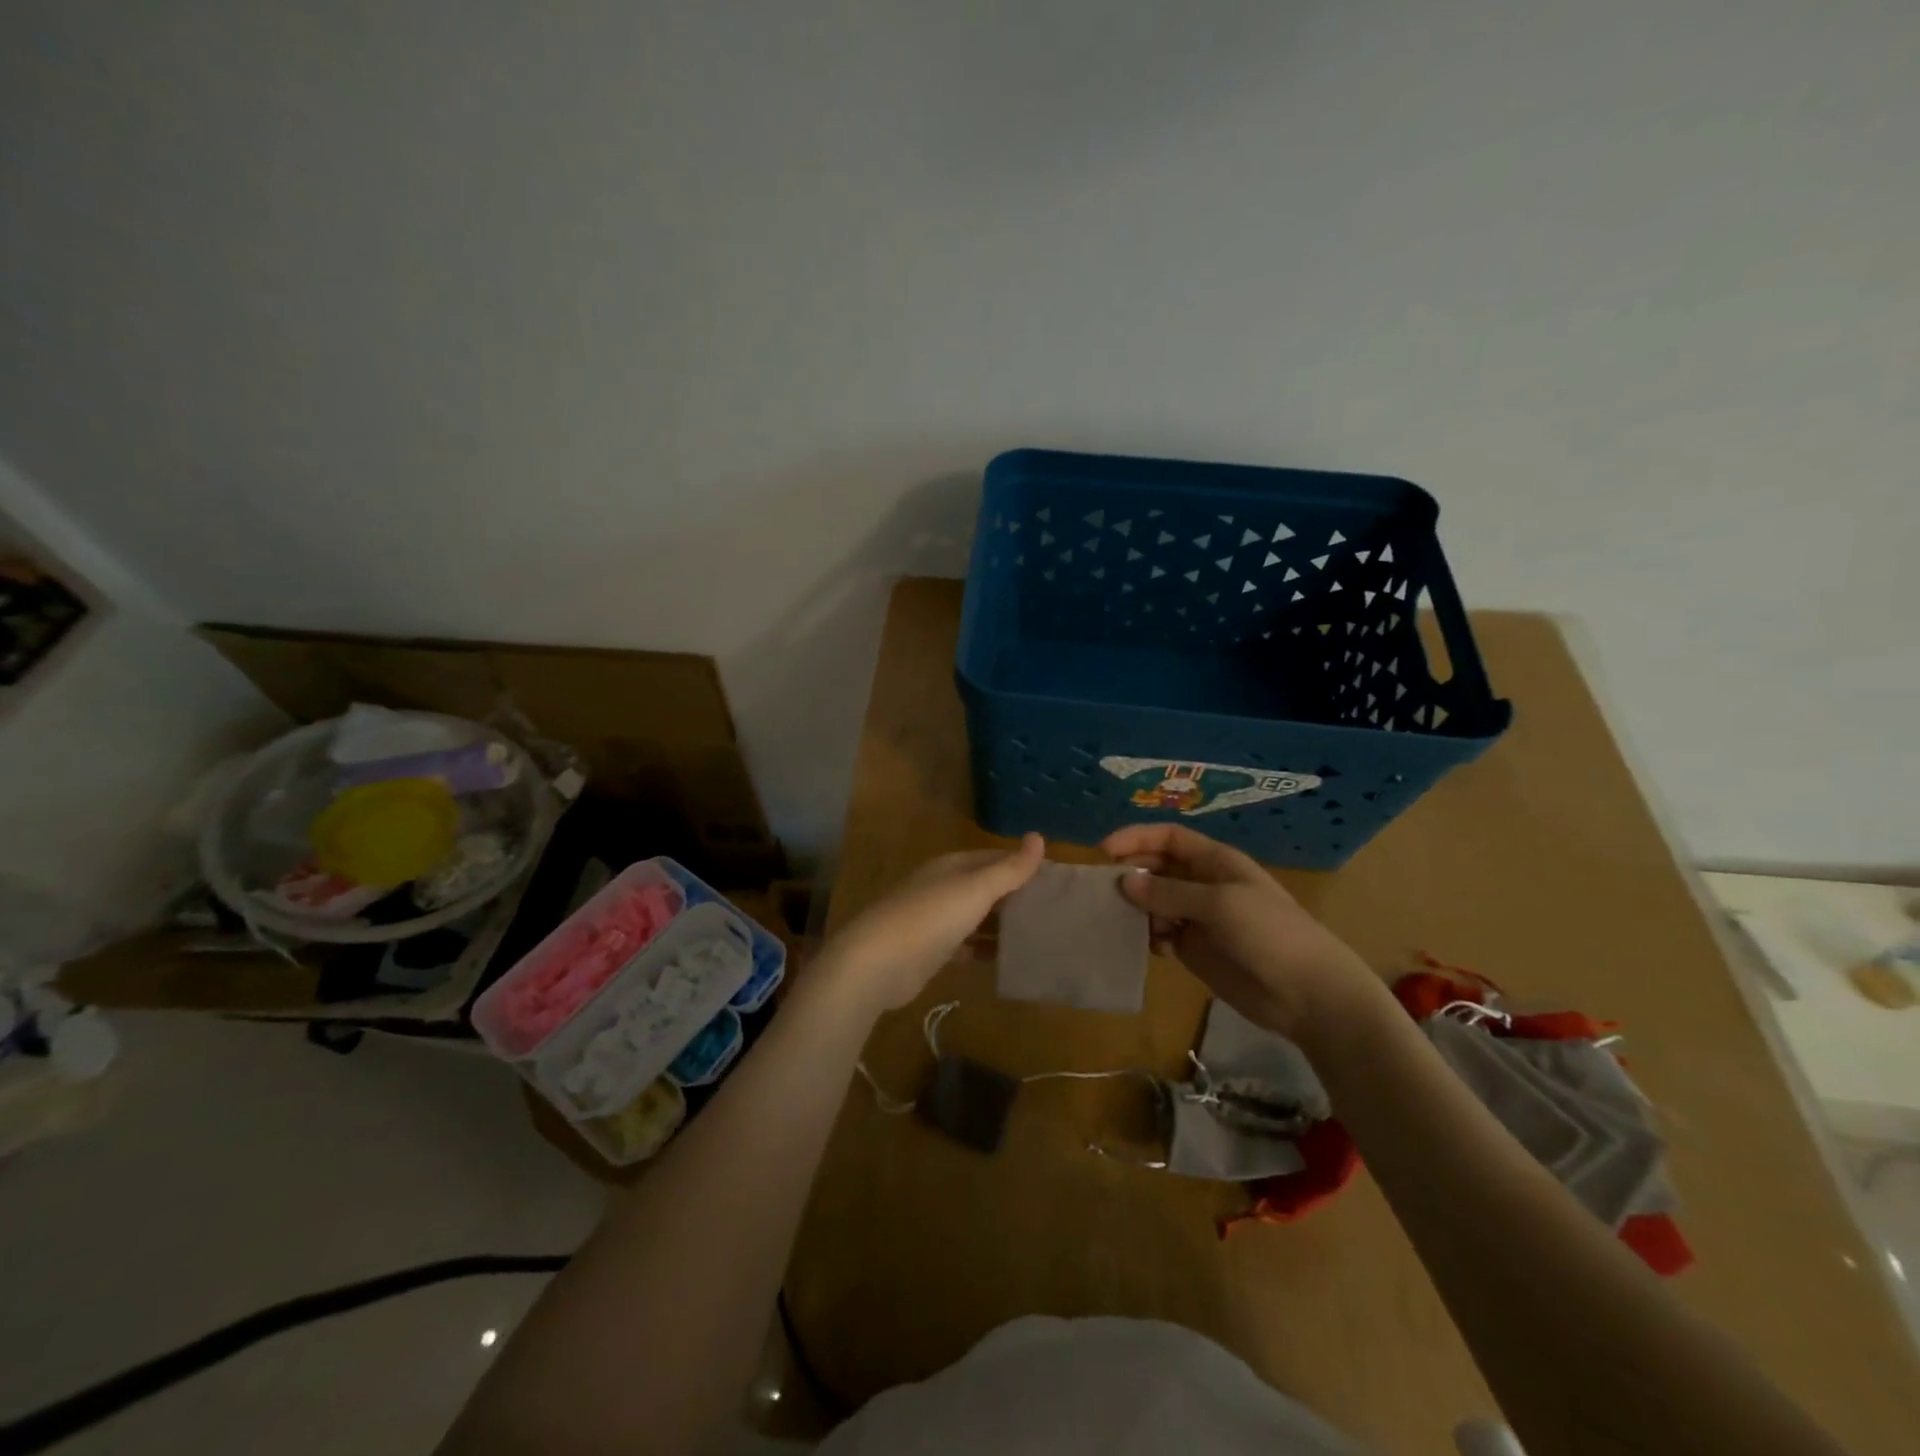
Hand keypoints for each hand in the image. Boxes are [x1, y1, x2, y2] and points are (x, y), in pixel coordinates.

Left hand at [815, 833, 1045, 1013]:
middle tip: (1055, 910)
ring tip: (1039, 934)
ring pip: (976, 917)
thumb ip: (1009, 868)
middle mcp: (942, 887)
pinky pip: (966, 945)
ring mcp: (935, 920)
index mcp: (951, 866)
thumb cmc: (931, 917)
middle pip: (985, 887)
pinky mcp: (931, 951)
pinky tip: (1008, 959)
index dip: (1022, 865)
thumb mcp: (975, 889)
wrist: (878, 963)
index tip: (1056, 879)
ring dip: (1002, 924)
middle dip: (1015, 896)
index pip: (993, 858)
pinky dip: (984, 949)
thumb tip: (1038, 837)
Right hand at [1101, 823, 1381, 1043]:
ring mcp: (1199, 918)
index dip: (1137, 838)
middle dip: (1132, 873)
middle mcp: (1204, 884)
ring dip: (1137, 907)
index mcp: (1216, 862)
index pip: (1169, 838)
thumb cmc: (1270, 934)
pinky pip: (1161, 934)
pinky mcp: (1195, 950)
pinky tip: (1149, 946)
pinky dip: (1148, 936)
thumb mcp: (1220, 904)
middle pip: (1157, 868)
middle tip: (1105, 889)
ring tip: (1123, 920)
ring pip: (1155, 902)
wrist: (1308, 994)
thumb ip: (1169, 893)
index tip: (1104, 851)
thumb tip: (1124, 882)